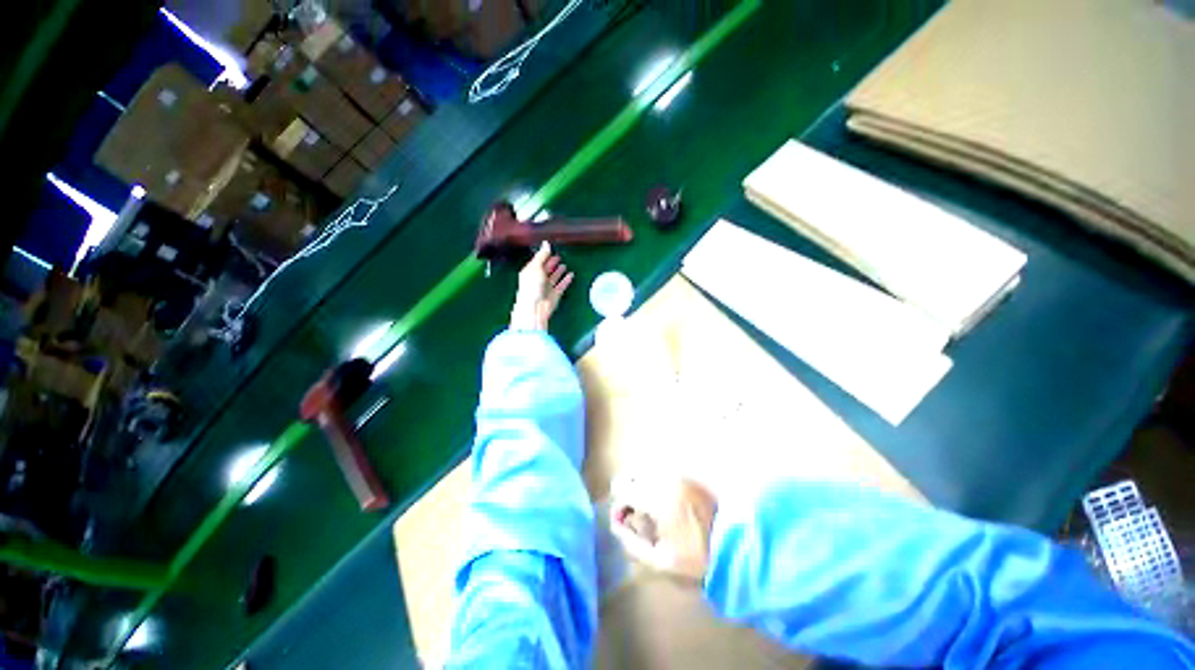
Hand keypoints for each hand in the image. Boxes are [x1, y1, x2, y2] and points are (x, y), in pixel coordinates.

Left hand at [510, 242, 573, 330]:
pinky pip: (562, 285)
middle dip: (551, 263)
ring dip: (559, 271)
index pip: (538, 261)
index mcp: (531, 271)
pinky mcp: (556, 294)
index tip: (551, 248)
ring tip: (564, 265)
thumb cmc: (532, 286)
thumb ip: (542, 255)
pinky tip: (571, 274)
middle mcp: (538, 279)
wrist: (535, 307)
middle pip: (546, 269)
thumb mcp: (535, 267)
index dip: (544, 255)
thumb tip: (546, 243)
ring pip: (554, 277)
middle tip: (558, 256)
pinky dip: (566, 280)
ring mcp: (547, 287)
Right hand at [609, 472, 717, 582]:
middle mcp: (664, 478)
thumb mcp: (661, 560)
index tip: (623, 520)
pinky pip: (661, 470)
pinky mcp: (687, 474)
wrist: (736, 544)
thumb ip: (632, 543)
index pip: (623, 488)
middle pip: (632, 473)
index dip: (618, 504)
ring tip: (648, 506)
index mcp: (656, 498)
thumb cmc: (697, 556)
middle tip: (633, 511)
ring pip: (646, 469)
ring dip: (640, 484)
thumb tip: (615, 525)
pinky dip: (654, 480)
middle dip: (627, 490)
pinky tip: (663, 499)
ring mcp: (677, 474)